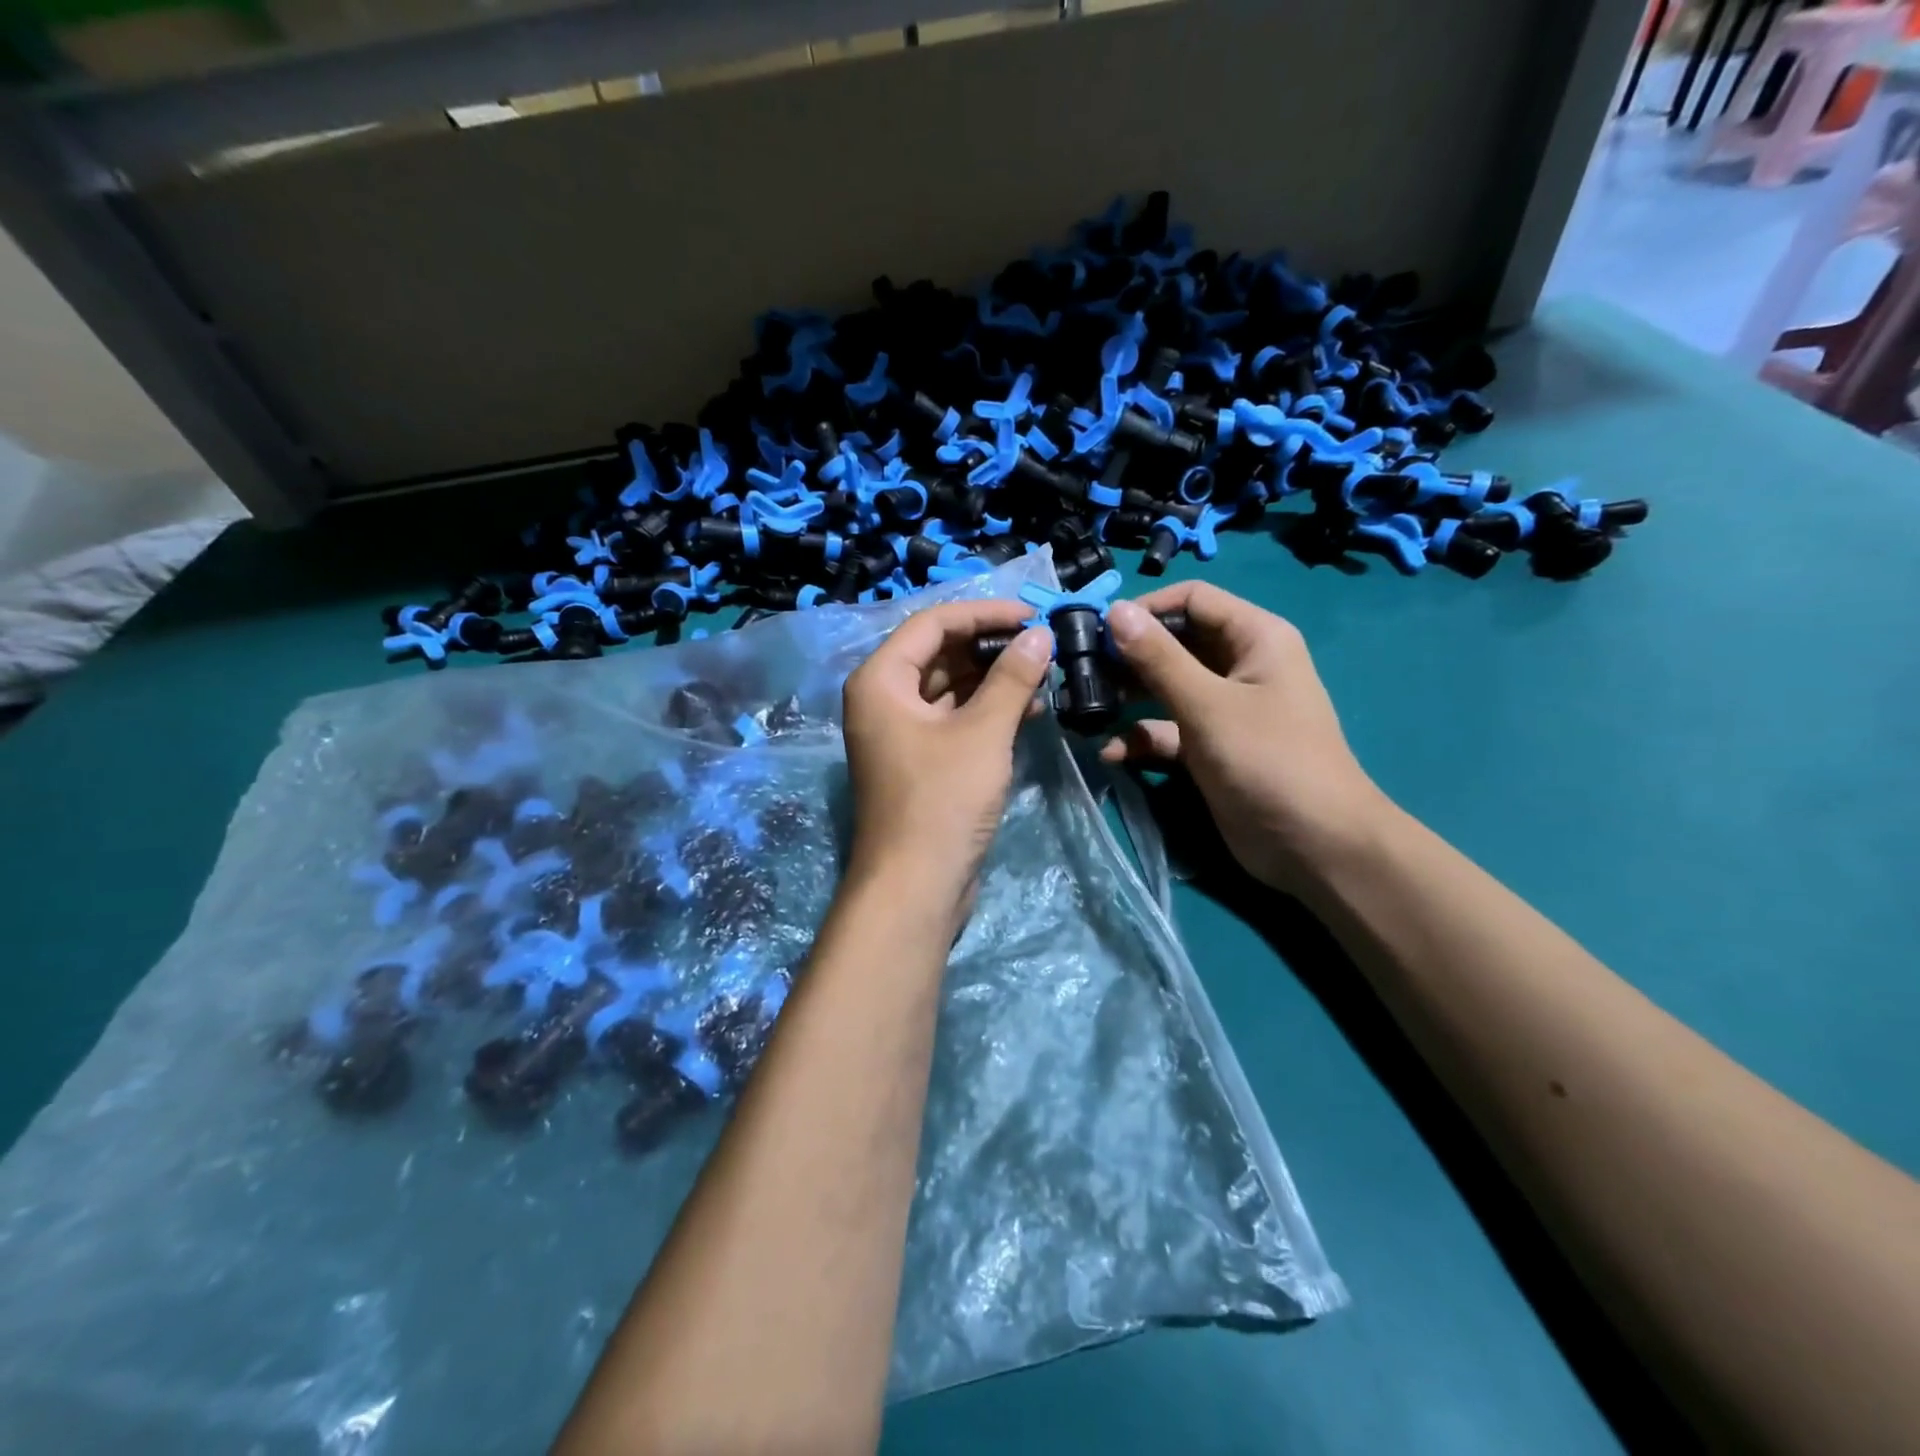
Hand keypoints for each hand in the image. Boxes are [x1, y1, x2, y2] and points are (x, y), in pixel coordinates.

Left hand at [841, 599, 1052, 930]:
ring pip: (950, 686)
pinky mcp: (920, 759)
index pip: (934, 623)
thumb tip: (1040, 634)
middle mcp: (884, 698)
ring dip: (994, 678)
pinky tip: (1030, 708)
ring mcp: (901, 731)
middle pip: (940, 652)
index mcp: (881, 679)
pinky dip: (988, 710)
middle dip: (992, 646)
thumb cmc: (943, 801)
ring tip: (1045, 672)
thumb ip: (1011, 677)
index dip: (985, 613)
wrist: (916, 886)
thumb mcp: (982, 733)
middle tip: (1044, 643)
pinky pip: (954, 718)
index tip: (1033, 614)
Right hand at [1100, 582, 1395, 893]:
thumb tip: (1115, 610)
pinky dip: (1141, 738)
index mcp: (1254, 638)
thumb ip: (1159, 658)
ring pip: (1165, 688)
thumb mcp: (1208, 705)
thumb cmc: (1269, 760)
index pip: (1193, 599)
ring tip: (1085, 707)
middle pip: (1174, 643)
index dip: (1146, 609)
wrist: (1314, 846)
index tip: (1098, 629)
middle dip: (1129, 656)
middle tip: (1081, 670)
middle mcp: (1239, 665)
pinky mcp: (1209, 747)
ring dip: (1128, 697)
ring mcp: (1223, 709)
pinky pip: (1167, 730)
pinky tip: (1111, 754)